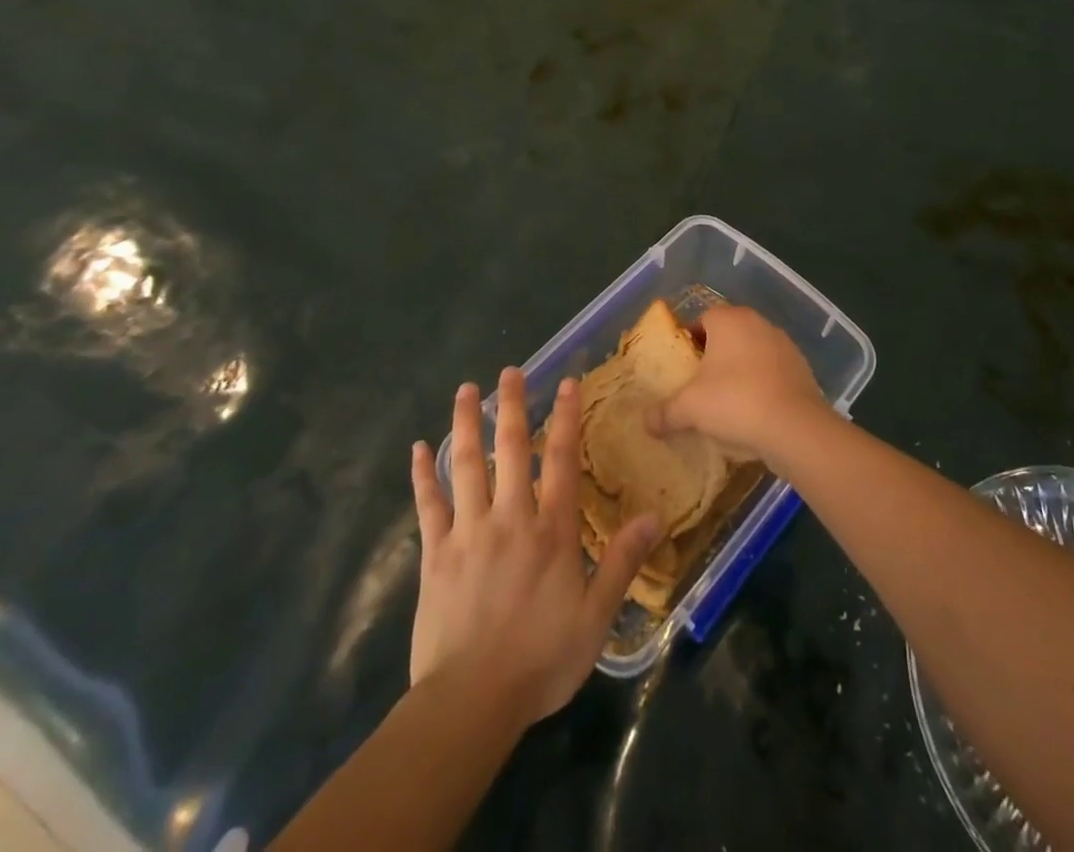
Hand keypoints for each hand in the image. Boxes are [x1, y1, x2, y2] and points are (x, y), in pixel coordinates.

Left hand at [410, 368, 658, 729]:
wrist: (471, 702)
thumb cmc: (540, 660)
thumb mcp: (595, 616)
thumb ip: (622, 561)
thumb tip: (655, 517)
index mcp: (551, 530)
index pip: (561, 460)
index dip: (565, 418)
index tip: (565, 382)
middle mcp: (510, 517)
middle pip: (511, 449)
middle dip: (513, 406)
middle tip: (510, 371)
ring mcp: (468, 532)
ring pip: (466, 465)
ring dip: (466, 424)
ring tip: (466, 390)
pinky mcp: (435, 554)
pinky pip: (428, 505)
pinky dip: (423, 475)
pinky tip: (418, 449)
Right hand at [648, 305, 827, 466]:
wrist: (795, 427)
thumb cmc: (735, 402)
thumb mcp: (690, 408)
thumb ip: (665, 412)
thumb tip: (646, 423)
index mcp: (729, 320)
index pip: (702, 319)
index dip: (689, 341)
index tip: (682, 367)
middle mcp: (758, 322)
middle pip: (728, 334)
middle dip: (714, 356)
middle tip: (700, 384)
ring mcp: (784, 344)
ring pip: (752, 352)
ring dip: (740, 369)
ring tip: (727, 400)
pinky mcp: (801, 367)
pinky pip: (772, 371)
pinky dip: (762, 384)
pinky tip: (754, 411)